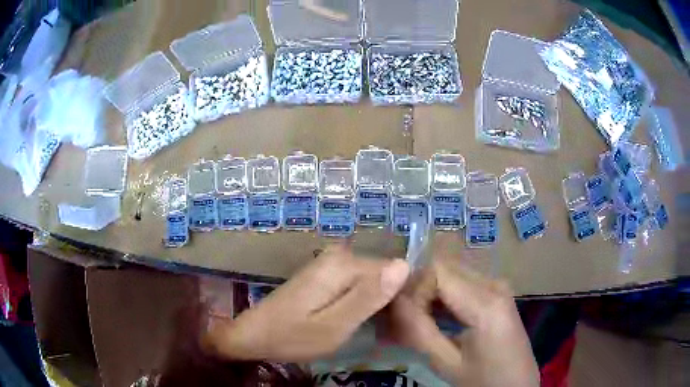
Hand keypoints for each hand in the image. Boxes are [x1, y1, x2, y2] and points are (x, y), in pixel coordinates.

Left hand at [203, 245, 409, 362]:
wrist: (254, 334)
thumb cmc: (293, 336)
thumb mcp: (335, 325)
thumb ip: (368, 297)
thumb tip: (404, 265)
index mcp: (344, 265)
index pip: (394, 270)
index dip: (400, 297)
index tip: (398, 322)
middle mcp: (339, 256)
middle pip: (382, 274)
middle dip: (387, 299)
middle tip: (381, 330)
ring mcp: (330, 263)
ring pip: (371, 280)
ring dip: (374, 302)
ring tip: (368, 327)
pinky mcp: (324, 274)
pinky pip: (356, 283)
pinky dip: (361, 301)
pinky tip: (355, 320)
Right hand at [388, 250, 538, 386]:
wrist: (516, 384)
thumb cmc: (483, 379)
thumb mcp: (447, 363)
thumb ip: (419, 331)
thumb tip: (393, 301)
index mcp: (486, 302)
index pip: (437, 271)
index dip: (413, 288)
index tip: (401, 315)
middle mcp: (494, 284)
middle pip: (444, 269)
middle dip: (418, 291)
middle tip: (402, 320)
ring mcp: (498, 285)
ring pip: (451, 274)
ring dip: (429, 295)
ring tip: (414, 322)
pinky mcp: (496, 292)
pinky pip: (462, 284)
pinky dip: (443, 298)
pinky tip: (434, 319)